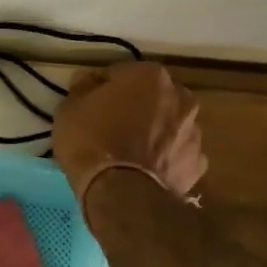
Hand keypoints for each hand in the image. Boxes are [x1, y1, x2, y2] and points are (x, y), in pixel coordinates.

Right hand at [52, 61, 207, 205]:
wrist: (121, 193)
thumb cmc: (92, 142)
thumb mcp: (69, 109)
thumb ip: (81, 88)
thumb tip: (87, 80)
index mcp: (149, 76)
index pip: (120, 73)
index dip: (102, 89)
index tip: (89, 105)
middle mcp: (180, 96)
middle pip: (152, 97)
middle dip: (136, 107)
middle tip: (111, 127)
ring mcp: (194, 131)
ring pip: (169, 125)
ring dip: (153, 132)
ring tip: (129, 154)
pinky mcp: (197, 163)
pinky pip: (176, 154)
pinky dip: (164, 159)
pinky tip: (144, 171)